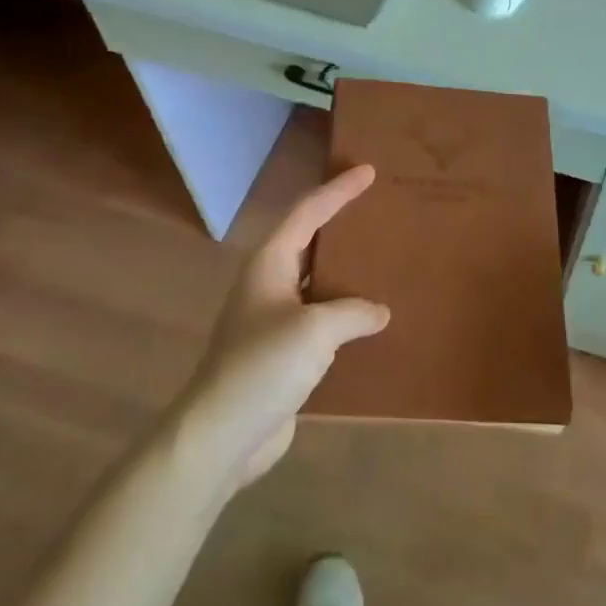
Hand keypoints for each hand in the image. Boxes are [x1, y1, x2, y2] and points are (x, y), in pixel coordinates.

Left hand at [174, 166, 390, 490]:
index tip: (368, 171)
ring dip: (344, 271)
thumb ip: (353, 312)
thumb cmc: (263, 367)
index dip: (338, 190)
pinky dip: (344, 312)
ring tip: (383, 260)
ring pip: (315, 281)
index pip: (308, 211)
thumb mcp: (316, 330)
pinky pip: (319, 319)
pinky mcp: (281, 353)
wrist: (222, 435)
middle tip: (378, 211)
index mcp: (270, 263)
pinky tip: (370, 320)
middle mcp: (269, 283)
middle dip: (341, 224)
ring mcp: (273, 320)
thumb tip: (378, 312)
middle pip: (309, 240)